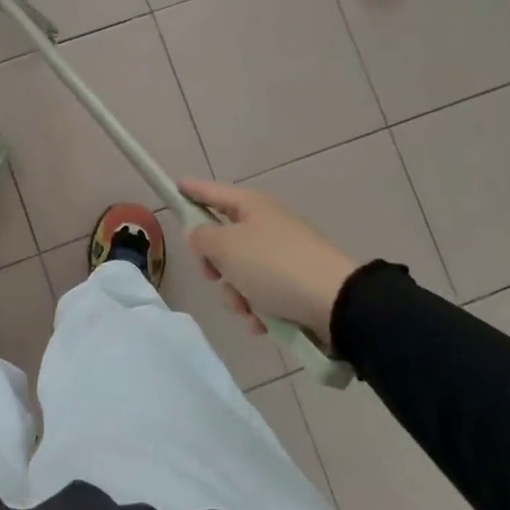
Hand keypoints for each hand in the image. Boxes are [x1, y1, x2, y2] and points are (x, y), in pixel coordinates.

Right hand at [179, 179, 356, 344]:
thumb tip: (200, 235)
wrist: (335, 303)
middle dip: (215, 265)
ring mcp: (284, 255)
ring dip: (236, 295)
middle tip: (214, 276)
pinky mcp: (296, 284)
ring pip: (240, 273)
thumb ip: (201, 238)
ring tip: (248, 309)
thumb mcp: (226, 246)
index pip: (212, 192)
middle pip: (224, 240)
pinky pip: (263, 294)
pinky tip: (263, 323)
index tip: (174, 186)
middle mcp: (268, 226)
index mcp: (252, 207)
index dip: (191, 190)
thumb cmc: (274, 266)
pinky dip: (258, 309)